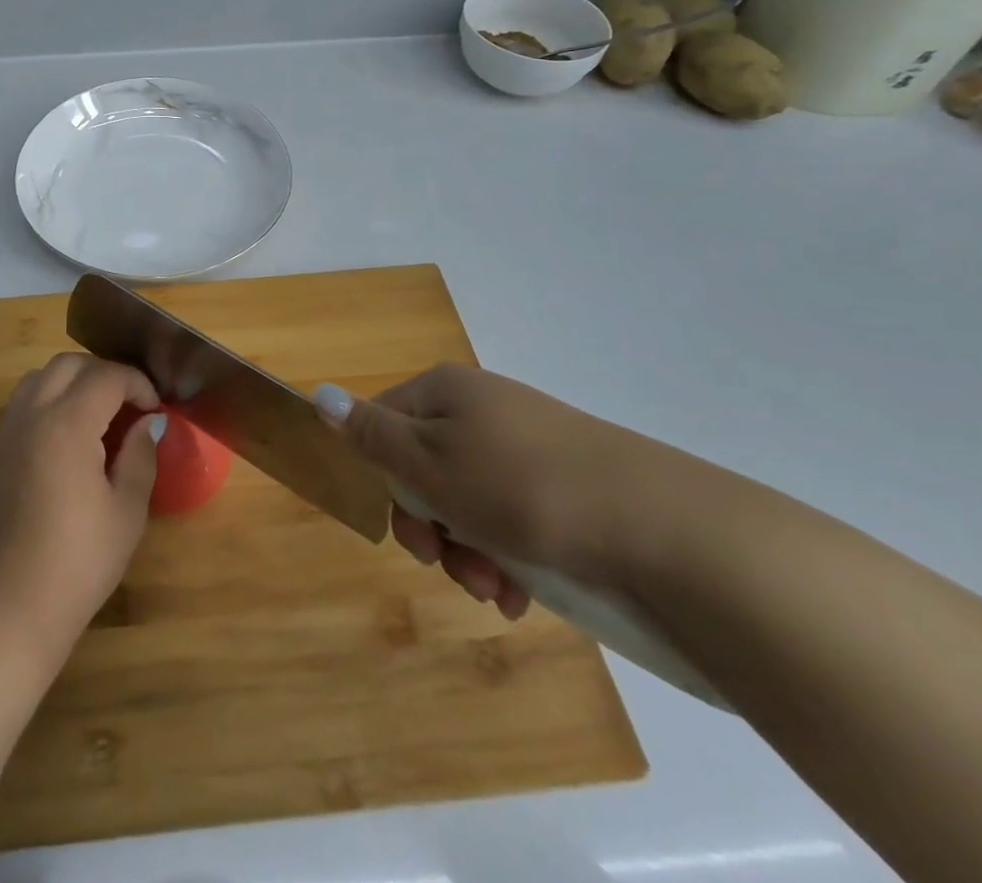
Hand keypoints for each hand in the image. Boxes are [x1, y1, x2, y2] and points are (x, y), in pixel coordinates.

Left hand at [0, 354, 163, 658]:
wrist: (7, 605)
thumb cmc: (77, 561)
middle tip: (129, 405)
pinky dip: (49, 400)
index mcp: (68, 423)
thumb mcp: (126, 511)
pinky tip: (67, 438)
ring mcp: (7, 431)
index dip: (137, 383)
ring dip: (72, 381)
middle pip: (69, 364)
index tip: (154, 408)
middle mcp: (33, 414)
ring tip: (98, 415)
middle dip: (104, 373)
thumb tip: (148, 423)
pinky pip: (23, 403)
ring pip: (40, 377)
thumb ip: (140, 456)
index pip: (107, 376)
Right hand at [317, 364, 675, 617]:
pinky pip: (511, 515)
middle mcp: (481, 408)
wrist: (663, 527)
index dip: (386, 482)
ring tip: (496, 590)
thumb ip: (370, 434)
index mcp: (444, 390)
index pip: (381, 426)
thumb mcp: (430, 464)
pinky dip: (507, 554)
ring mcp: (525, 444)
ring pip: (467, 500)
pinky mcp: (563, 482)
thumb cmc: (521, 489)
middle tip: (454, 568)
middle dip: (431, 529)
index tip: (411, 533)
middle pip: (424, 468)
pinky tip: (521, 591)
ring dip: (468, 551)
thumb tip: (318, 395)